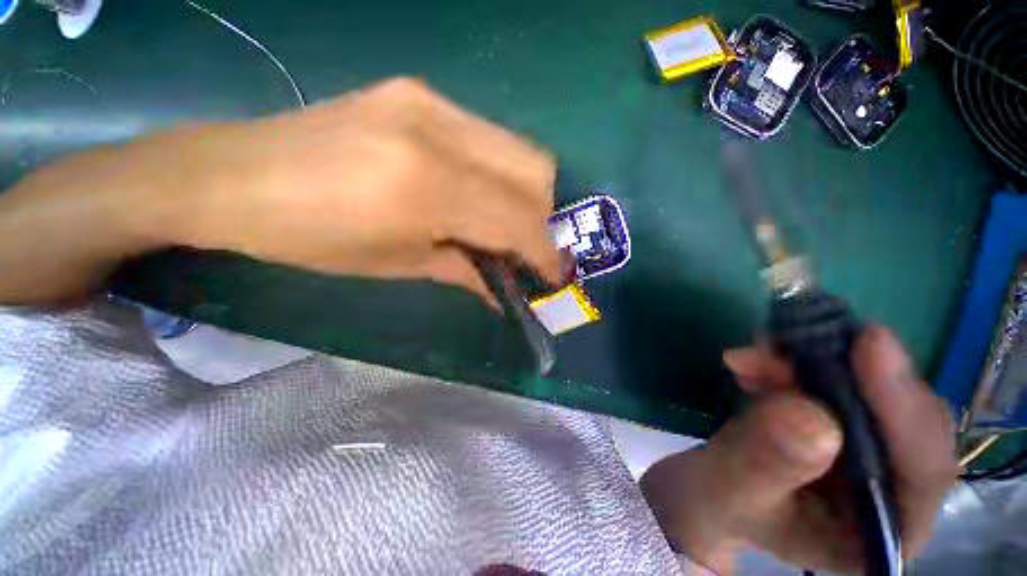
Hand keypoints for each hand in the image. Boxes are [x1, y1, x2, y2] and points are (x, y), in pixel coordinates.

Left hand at [0, 78, 560, 303]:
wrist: (233, 175)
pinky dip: (498, 173)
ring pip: (519, 149)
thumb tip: (504, 287)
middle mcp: (438, 132)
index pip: (517, 221)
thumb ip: (465, 270)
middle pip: (535, 171)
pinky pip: (488, 138)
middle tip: (526, 249)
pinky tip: (477, 194)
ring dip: (525, 195)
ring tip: (504, 224)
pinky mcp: (418, 93)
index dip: (545, 253)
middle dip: (543, 219)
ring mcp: (429, 101)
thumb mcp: (397, 266)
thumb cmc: (309, 238)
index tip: (554, 275)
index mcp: (426, 188)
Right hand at [640, 327, 956, 573]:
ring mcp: (869, 453)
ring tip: (752, 358)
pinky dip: (792, 364)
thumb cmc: (720, 504)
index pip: (923, 469)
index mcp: (883, 531)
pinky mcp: (841, 422)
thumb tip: (811, 416)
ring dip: (809, 364)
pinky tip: (753, 365)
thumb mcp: (732, 489)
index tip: (871, 345)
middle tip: (781, 348)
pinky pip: (832, 379)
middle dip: (843, 376)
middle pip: (900, 417)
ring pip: (866, 390)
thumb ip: (767, 463)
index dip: (903, 407)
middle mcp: (893, 489)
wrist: (707, 491)